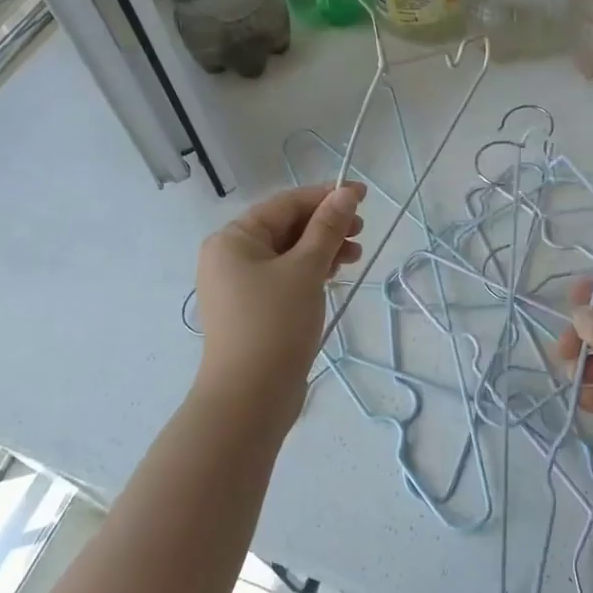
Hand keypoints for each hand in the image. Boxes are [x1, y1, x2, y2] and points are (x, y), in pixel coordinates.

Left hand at [195, 183, 365, 431]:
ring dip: (322, 249)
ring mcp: (239, 286)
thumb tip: (346, 194)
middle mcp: (230, 257)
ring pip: (287, 254)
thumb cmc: (275, 324)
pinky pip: (284, 278)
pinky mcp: (252, 311)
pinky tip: (333, 276)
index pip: (285, 204)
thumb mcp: (306, 269)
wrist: (250, 398)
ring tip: (354, 257)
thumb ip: (327, 228)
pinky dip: (310, 272)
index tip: (362, 196)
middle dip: (325, 225)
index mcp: (233, 239)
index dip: (325, 196)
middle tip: (361, 232)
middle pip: (285, 228)